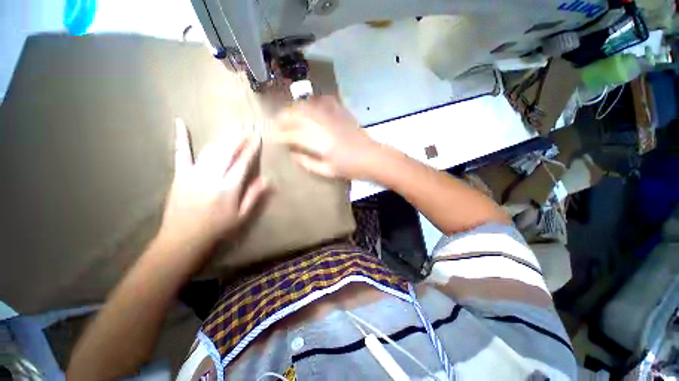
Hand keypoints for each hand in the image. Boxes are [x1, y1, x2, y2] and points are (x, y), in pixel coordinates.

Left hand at [158, 119, 267, 251]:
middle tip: (248, 126)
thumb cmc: (218, 228)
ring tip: (233, 128)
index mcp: (229, 187)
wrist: (183, 238)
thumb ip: (254, 196)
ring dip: (223, 137)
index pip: (243, 162)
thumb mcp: (242, 216)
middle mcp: (212, 176)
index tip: (258, 137)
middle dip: (239, 137)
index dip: (252, 148)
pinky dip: (181, 138)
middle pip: (228, 151)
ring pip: (211, 149)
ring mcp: (194, 173)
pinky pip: (180, 153)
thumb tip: (268, 180)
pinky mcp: (180, 174)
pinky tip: (180, 123)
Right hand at [275, 96, 380, 179]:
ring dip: (295, 108)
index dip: (282, 134)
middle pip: (298, 115)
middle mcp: (324, 125)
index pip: (294, 134)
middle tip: (277, 122)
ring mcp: (333, 116)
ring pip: (309, 105)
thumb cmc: (350, 168)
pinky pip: (325, 101)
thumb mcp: (327, 171)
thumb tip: (292, 154)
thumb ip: (307, 162)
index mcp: (320, 142)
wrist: (371, 157)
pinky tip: (310, 105)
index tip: (274, 137)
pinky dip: (314, 102)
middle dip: (284, 117)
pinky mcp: (342, 112)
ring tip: (288, 113)